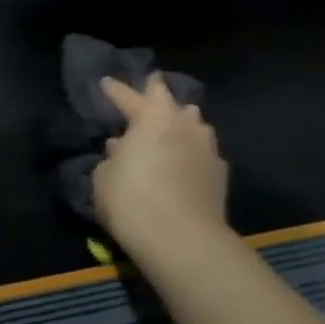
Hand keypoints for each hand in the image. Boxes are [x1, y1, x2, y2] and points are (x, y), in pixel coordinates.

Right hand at [93, 75, 230, 257]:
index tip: (106, 83)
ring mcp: (207, 147)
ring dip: (181, 122)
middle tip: (149, 90)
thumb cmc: (132, 201)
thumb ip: (112, 158)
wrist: (182, 240)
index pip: (129, 96)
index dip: (115, 90)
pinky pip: (203, 153)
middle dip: (157, 94)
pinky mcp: (220, 174)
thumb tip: (121, 149)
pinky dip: (192, 153)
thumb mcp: (104, 178)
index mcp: (151, 117)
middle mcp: (184, 124)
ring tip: (171, 128)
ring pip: (194, 125)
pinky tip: (185, 162)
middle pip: (170, 100)